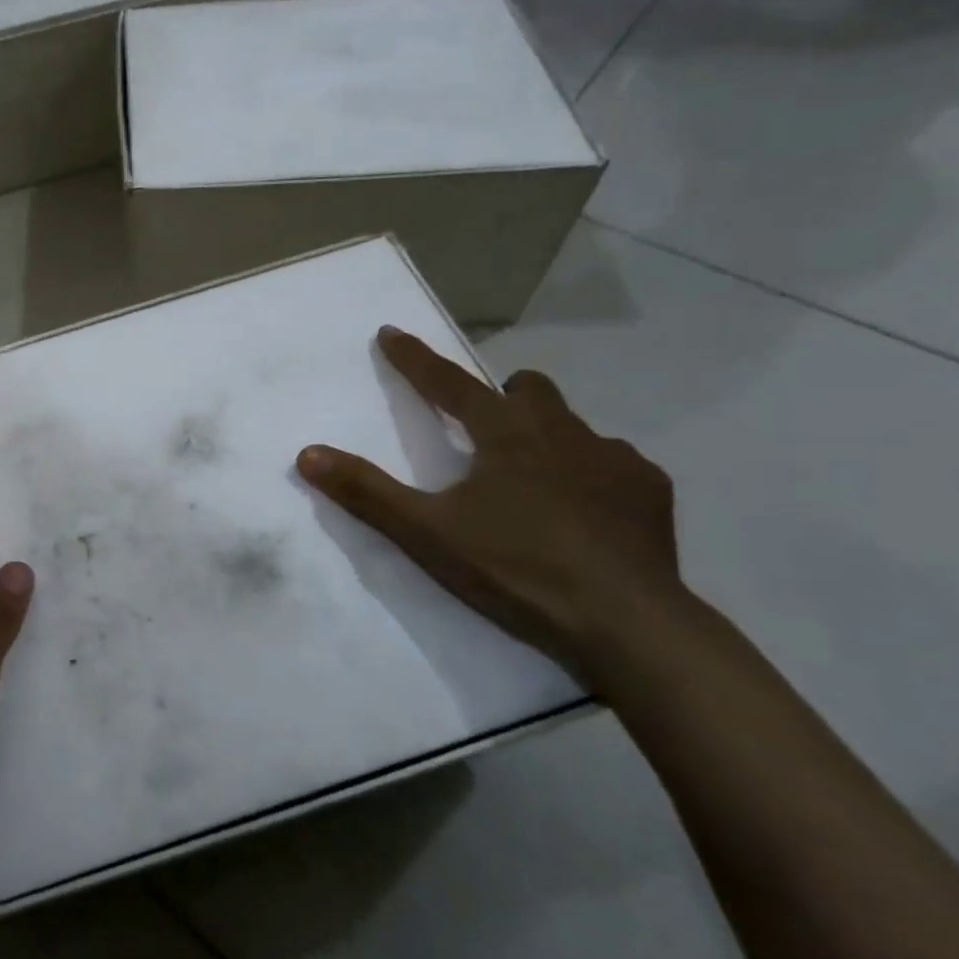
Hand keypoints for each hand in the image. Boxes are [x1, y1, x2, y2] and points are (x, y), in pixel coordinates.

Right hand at [297, 327, 684, 676]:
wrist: (628, 626)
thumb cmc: (518, 569)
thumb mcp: (428, 533)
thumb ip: (367, 493)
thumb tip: (308, 454)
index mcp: (506, 433)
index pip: (449, 383)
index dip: (414, 359)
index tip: (390, 333)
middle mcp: (563, 431)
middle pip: (527, 389)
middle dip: (500, 395)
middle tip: (481, 427)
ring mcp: (615, 459)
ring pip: (573, 425)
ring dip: (546, 436)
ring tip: (531, 479)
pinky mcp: (650, 492)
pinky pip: (613, 463)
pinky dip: (589, 473)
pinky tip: (584, 512)